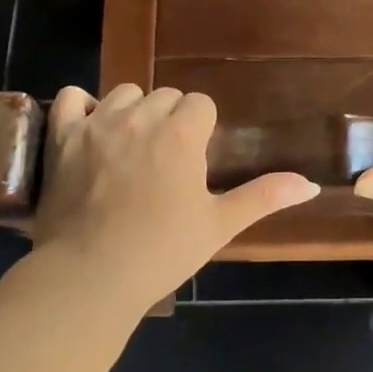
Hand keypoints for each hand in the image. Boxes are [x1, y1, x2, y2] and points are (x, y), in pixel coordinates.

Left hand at [31, 84, 318, 308]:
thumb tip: (310, 184)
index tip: (195, 159)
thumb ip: (264, 196)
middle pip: (165, 95)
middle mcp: (141, 116)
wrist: (90, 277)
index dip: (202, 129)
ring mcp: (97, 123)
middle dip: (170, 119)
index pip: (200, 103)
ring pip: (124, 94)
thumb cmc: (161, 251)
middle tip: (166, 161)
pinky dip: (81, 106)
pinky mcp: (62, 137)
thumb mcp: (219, 225)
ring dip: (133, 112)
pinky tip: (90, 127)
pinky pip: (71, 97)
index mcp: (181, 133)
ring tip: (131, 147)